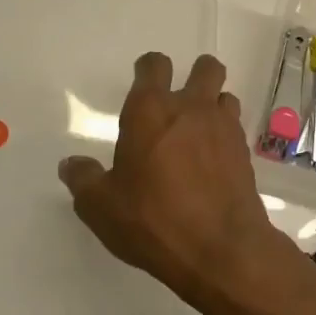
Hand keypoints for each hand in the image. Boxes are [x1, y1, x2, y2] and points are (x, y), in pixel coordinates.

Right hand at [58, 52, 295, 314]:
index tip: (143, 84)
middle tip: (180, 101)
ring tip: (198, 131)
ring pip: (224, 96)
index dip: (148, 69)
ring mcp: (223, 128)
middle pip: (204, 68)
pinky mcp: (244, 153)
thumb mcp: (101, 206)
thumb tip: (70, 164)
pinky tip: (213, 161)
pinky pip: (235, 128)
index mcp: (150, 110)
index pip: (154, 65)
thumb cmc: (153, 219)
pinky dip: (225, 135)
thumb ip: (83, 179)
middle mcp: (190, 108)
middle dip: (195, 75)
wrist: (221, 249)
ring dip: (213, 105)